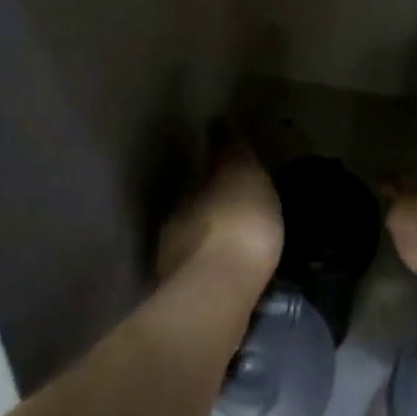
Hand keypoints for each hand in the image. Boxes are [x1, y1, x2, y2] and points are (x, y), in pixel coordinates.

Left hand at [157, 143, 283, 285]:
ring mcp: (177, 263)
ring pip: (196, 240)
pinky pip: (205, 269)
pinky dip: (216, 264)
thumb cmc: (237, 219)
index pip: (200, 174)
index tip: (231, 169)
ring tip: (240, 240)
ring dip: (213, 237)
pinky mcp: (188, 296)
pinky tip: (234, 268)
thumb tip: (215, 119)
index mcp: (188, 191)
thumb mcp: (241, 172)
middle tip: (239, 205)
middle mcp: (175, 223)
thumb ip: (228, 148)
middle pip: (195, 207)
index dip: (216, 171)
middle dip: (213, 205)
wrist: (222, 290)